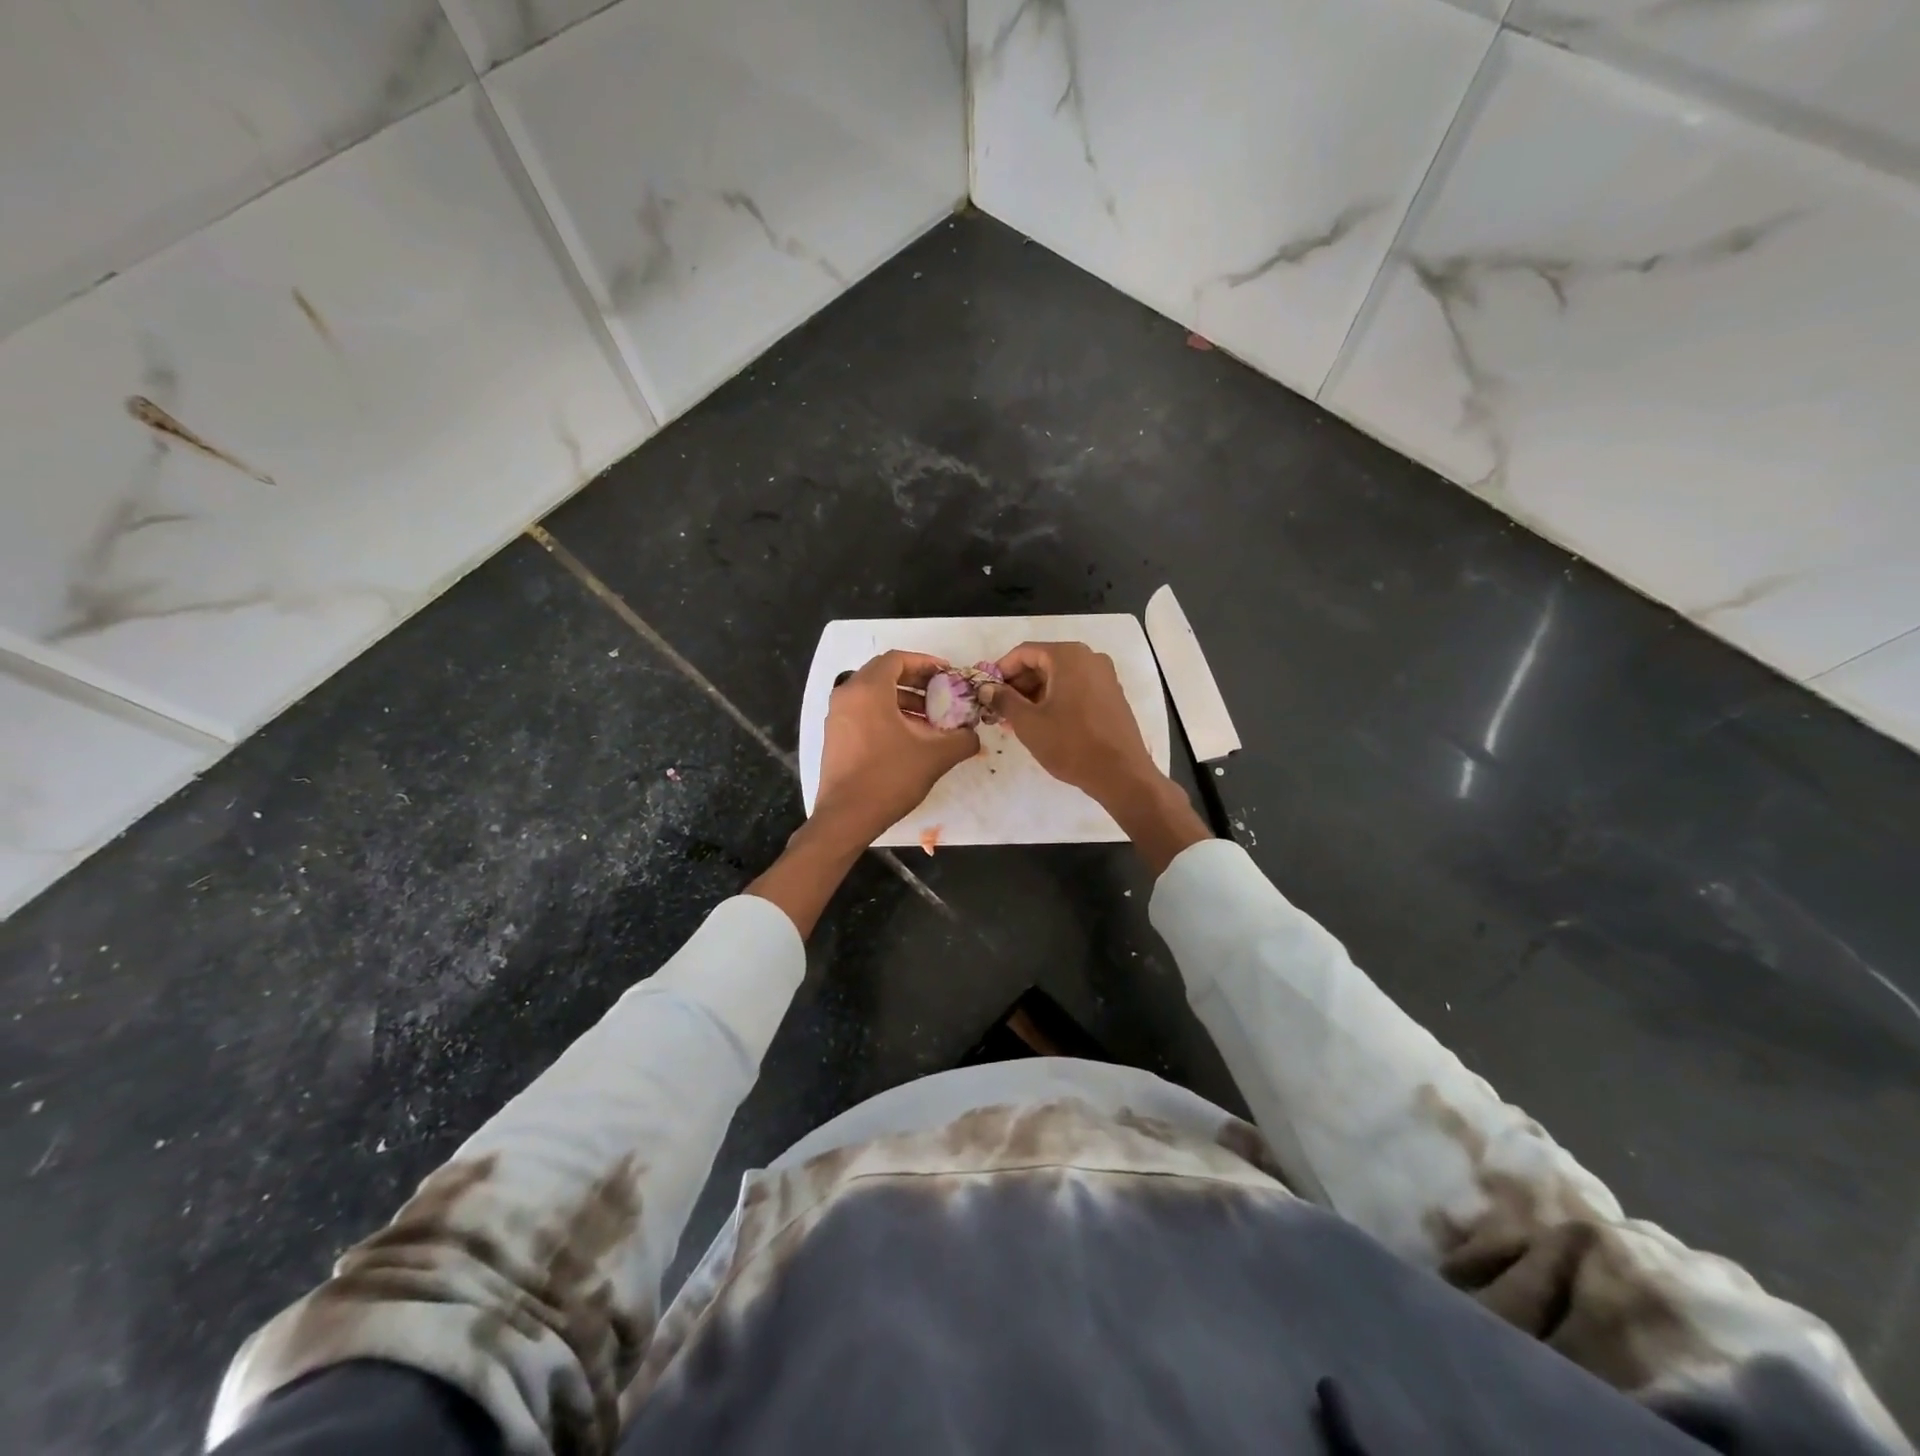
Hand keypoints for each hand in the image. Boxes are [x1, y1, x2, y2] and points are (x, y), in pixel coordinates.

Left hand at [812, 650, 978, 847]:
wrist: (847, 817)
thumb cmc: (890, 777)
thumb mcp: (935, 756)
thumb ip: (962, 739)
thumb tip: (973, 735)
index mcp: (868, 690)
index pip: (897, 659)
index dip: (925, 663)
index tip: (947, 675)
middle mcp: (847, 695)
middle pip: (884, 674)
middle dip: (916, 681)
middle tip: (941, 694)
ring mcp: (837, 716)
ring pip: (873, 695)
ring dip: (903, 700)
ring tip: (930, 720)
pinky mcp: (835, 736)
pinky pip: (863, 712)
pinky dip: (886, 715)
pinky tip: (909, 737)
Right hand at [983, 640, 1210, 875]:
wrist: (1121, 774)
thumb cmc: (1071, 744)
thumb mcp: (1029, 723)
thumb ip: (1004, 700)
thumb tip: (986, 689)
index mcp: (1068, 656)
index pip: (1024, 652)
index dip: (1001, 670)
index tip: (986, 691)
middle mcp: (1089, 658)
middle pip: (1043, 662)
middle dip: (1018, 683)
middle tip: (999, 708)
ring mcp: (1104, 676)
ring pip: (1059, 676)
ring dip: (1035, 694)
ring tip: (1016, 719)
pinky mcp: (1111, 695)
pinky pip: (1076, 688)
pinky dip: (1055, 699)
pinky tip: (1042, 722)